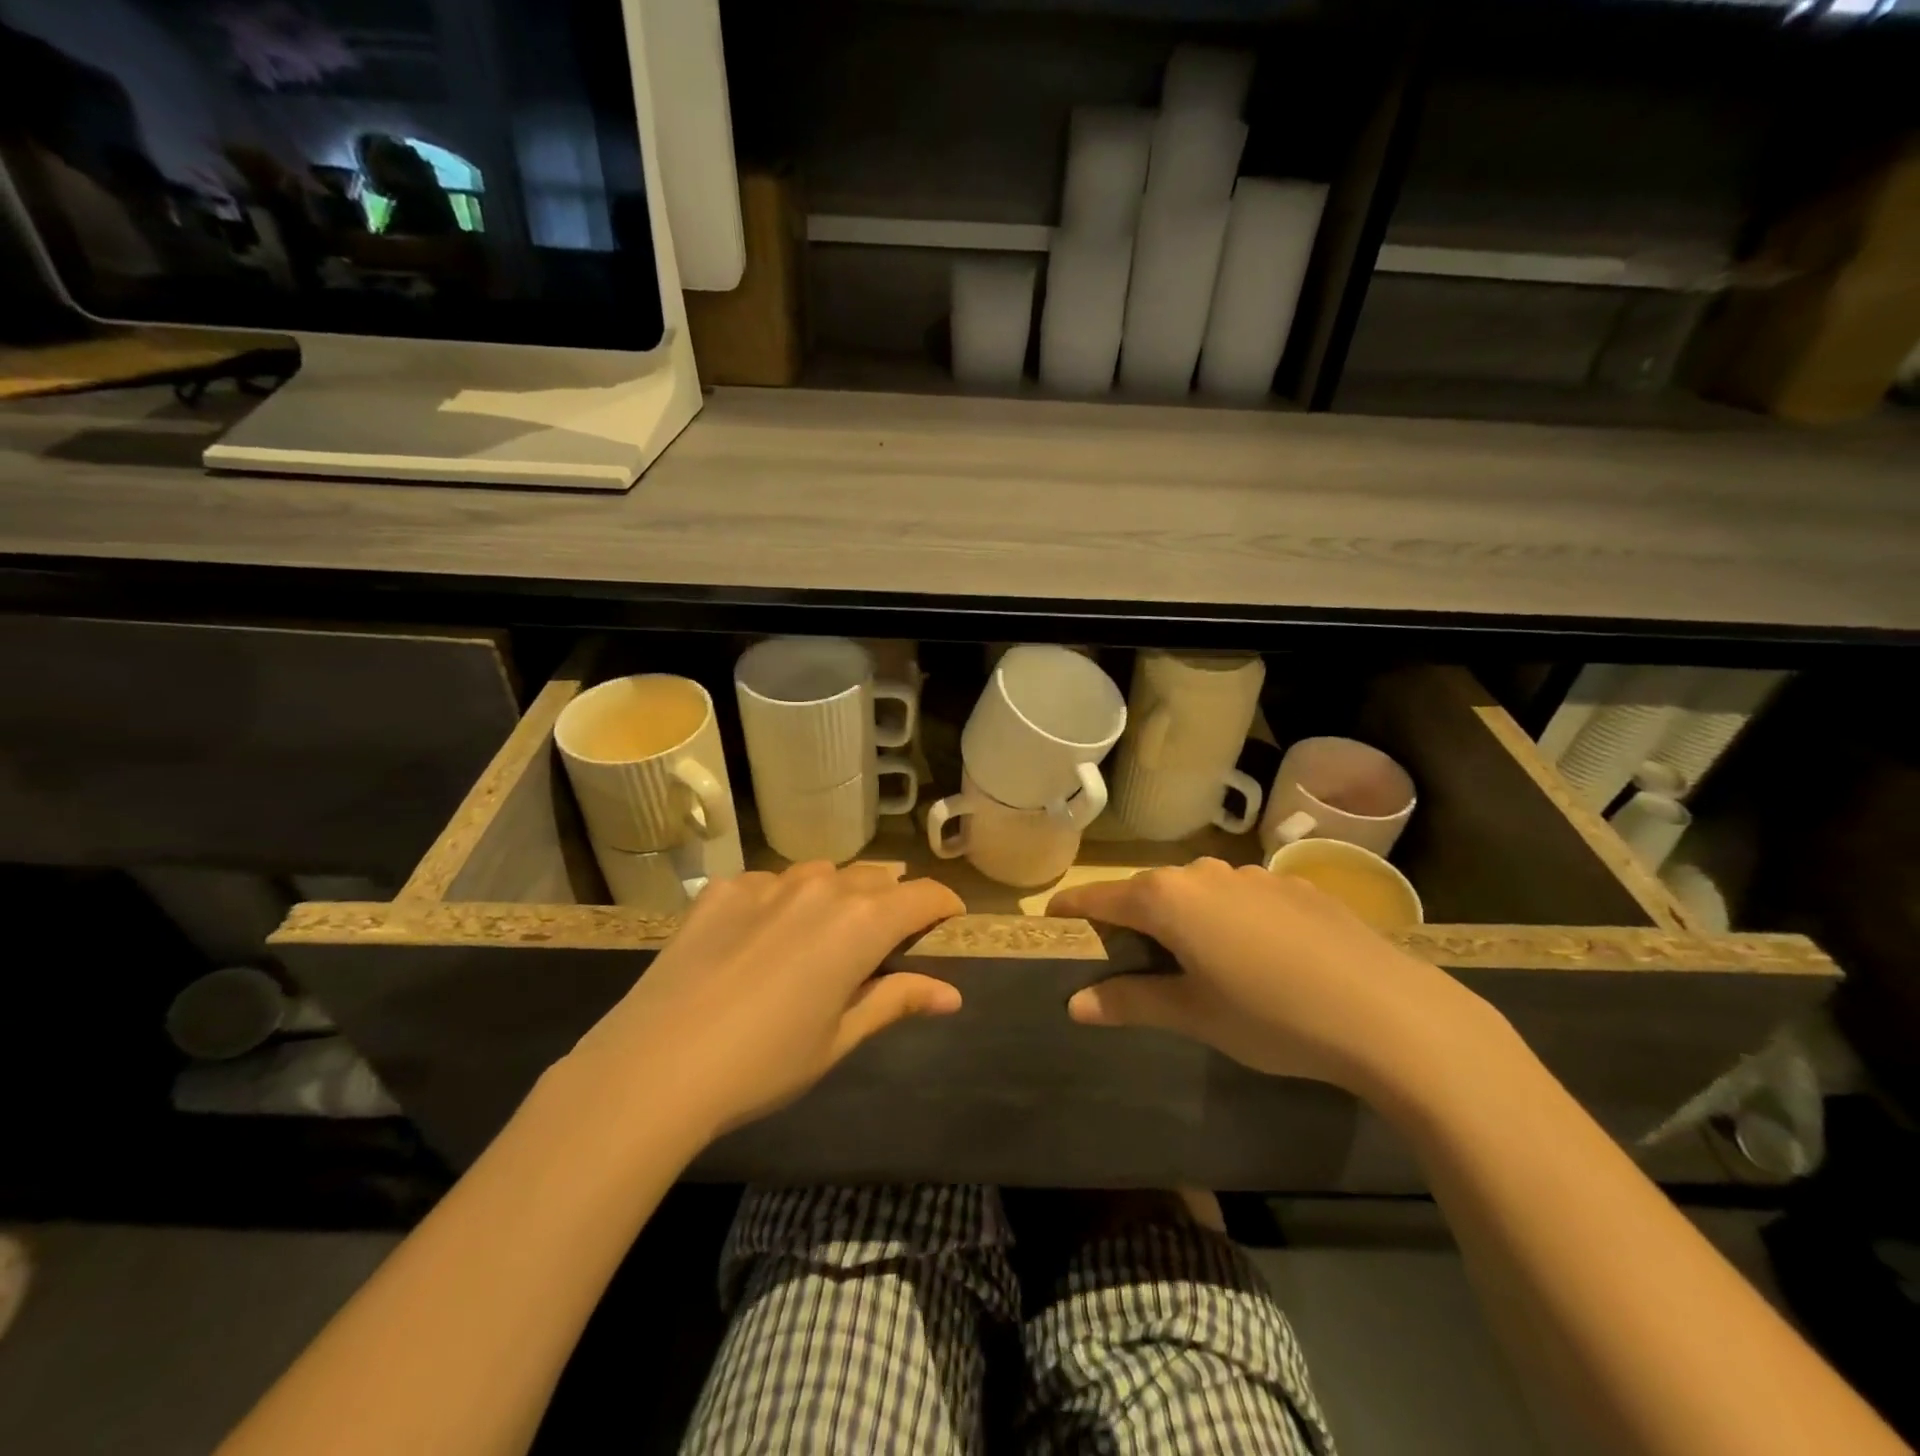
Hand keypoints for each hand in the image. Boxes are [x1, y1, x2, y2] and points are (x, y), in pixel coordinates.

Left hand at [565, 863, 964, 1140]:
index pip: (922, 895)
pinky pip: (770, 882)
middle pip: (875, 878)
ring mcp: (768, 882)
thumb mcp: (839, 1038)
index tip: (947, 921)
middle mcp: (822, 887)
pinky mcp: (724, 889)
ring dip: (838, 894)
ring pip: (822, 873)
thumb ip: (896, 1000)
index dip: (943, 905)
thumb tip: (951, 994)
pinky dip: (782, 900)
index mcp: (861, 923)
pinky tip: (762, 936)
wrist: (656, 1066)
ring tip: (825, 931)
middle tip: (886, 937)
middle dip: (891, 900)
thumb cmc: (765, 1063)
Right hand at [1048, 859, 1500, 1093]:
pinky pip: (1240, 897)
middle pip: (1149, 892)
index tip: (1053, 922)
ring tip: (1191, 961)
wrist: (1390, 1013)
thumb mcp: (1195, 1015)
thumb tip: (1075, 1003)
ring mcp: (1252, 875)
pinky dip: (1227, 919)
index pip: (1100, 897)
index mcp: (1168, 899)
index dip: (1073, 910)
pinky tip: (1255, 957)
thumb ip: (1131, 1001)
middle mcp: (1203, 874)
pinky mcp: (1293, 887)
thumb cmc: (1273, 1016)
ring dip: (1181, 919)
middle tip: (1125, 959)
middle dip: (1130, 920)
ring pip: (1196, 893)